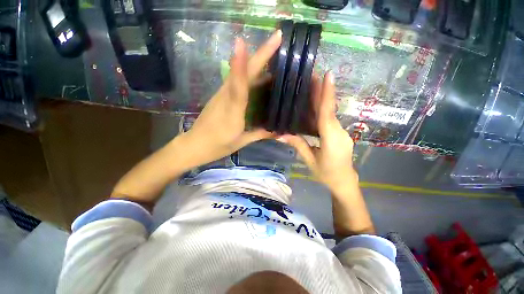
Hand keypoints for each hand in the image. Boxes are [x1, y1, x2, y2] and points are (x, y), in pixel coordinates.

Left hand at [184, 31, 281, 164]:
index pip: (238, 85)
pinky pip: (237, 81)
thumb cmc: (218, 146)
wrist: (195, 145)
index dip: (241, 64)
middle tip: (277, 37)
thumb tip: (278, 131)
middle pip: (242, 72)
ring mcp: (222, 94)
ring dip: (255, 60)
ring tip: (274, 51)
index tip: (244, 40)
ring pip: (240, 73)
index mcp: (232, 111)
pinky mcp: (221, 96)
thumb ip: (260, 134)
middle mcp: (226, 97)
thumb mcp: (241, 142)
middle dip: (259, 54)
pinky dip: (250, 73)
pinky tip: (262, 75)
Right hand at [278, 72, 357, 191]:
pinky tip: (314, 105)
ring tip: (311, 86)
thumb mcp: (310, 161)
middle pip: (329, 110)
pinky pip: (329, 120)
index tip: (328, 75)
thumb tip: (280, 135)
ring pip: (330, 113)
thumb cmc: (326, 174)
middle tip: (313, 75)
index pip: (327, 114)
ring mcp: (341, 132)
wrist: (344, 182)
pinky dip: (322, 111)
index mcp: (331, 140)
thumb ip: (298, 145)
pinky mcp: (339, 134)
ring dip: (322, 100)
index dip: (327, 95)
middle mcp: (339, 132)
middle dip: (323, 92)